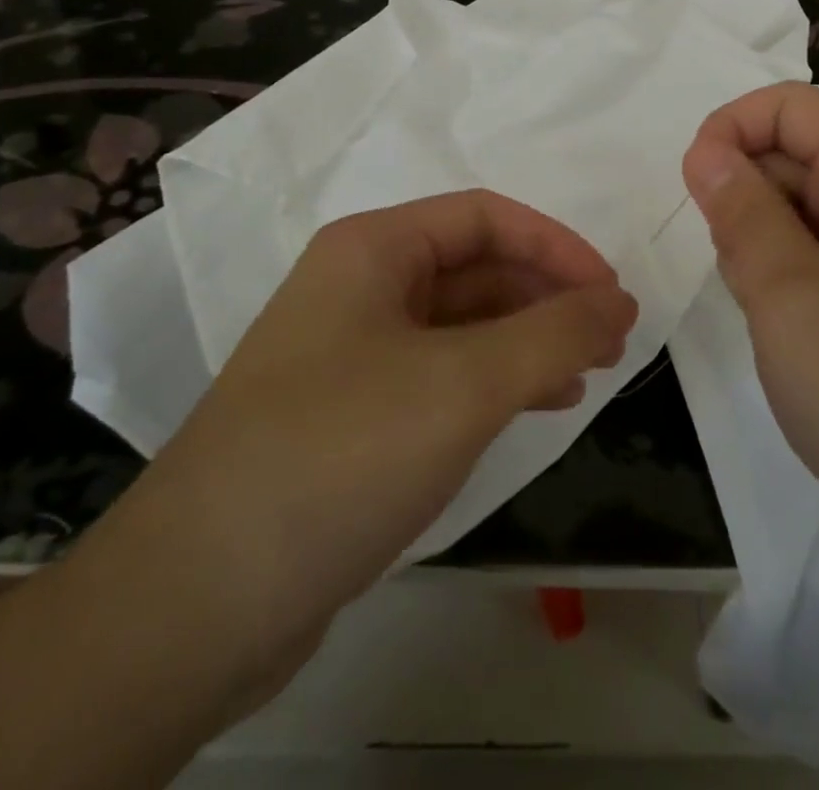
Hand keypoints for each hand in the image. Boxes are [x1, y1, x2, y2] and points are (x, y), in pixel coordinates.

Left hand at [96, 191, 636, 688]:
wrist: (197, 601)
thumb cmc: (340, 453)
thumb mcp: (464, 383)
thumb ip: (555, 333)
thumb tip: (620, 302)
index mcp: (372, 248)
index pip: (486, 217)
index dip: (557, 246)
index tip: (612, 295)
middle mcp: (359, 286)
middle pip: (475, 267)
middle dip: (547, 296)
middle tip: (611, 341)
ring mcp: (352, 351)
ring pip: (461, 323)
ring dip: (527, 340)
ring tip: (586, 375)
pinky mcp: (352, 414)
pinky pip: (440, 373)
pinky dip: (495, 380)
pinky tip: (536, 407)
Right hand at [682, 83, 818, 570]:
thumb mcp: (787, 289)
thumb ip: (740, 210)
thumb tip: (705, 150)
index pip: (789, 106)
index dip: (731, 128)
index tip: (695, 185)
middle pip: (793, 155)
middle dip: (743, 195)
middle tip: (734, 266)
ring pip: (798, 212)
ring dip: (758, 243)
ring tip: (762, 306)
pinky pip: (816, 260)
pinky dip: (782, 278)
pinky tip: (782, 330)